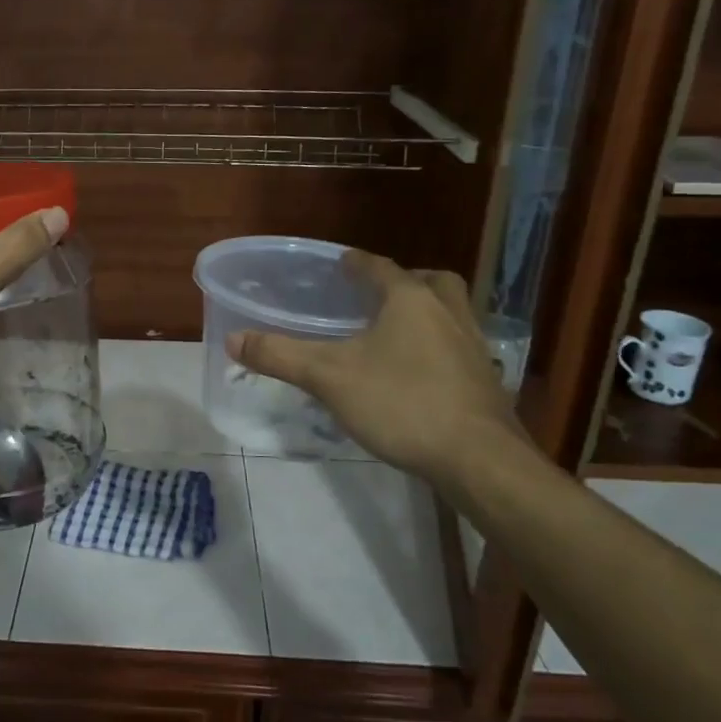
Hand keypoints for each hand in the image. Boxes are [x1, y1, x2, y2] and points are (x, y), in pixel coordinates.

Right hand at [228, 253, 528, 483]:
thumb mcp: (329, 378)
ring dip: (429, 312)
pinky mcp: (487, 380)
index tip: (342, 262)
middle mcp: (448, 313)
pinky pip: (461, 348)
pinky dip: (441, 348)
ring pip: (453, 313)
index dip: (357, 263)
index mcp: (411, 300)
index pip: (381, 268)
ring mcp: (474, 347)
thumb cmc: (401, 403)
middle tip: (379, 296)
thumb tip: (233, 338)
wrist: (479, 459)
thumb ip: (280, 356)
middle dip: (405, 281)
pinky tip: (421, 374)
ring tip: (399, 333)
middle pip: (431, 282)